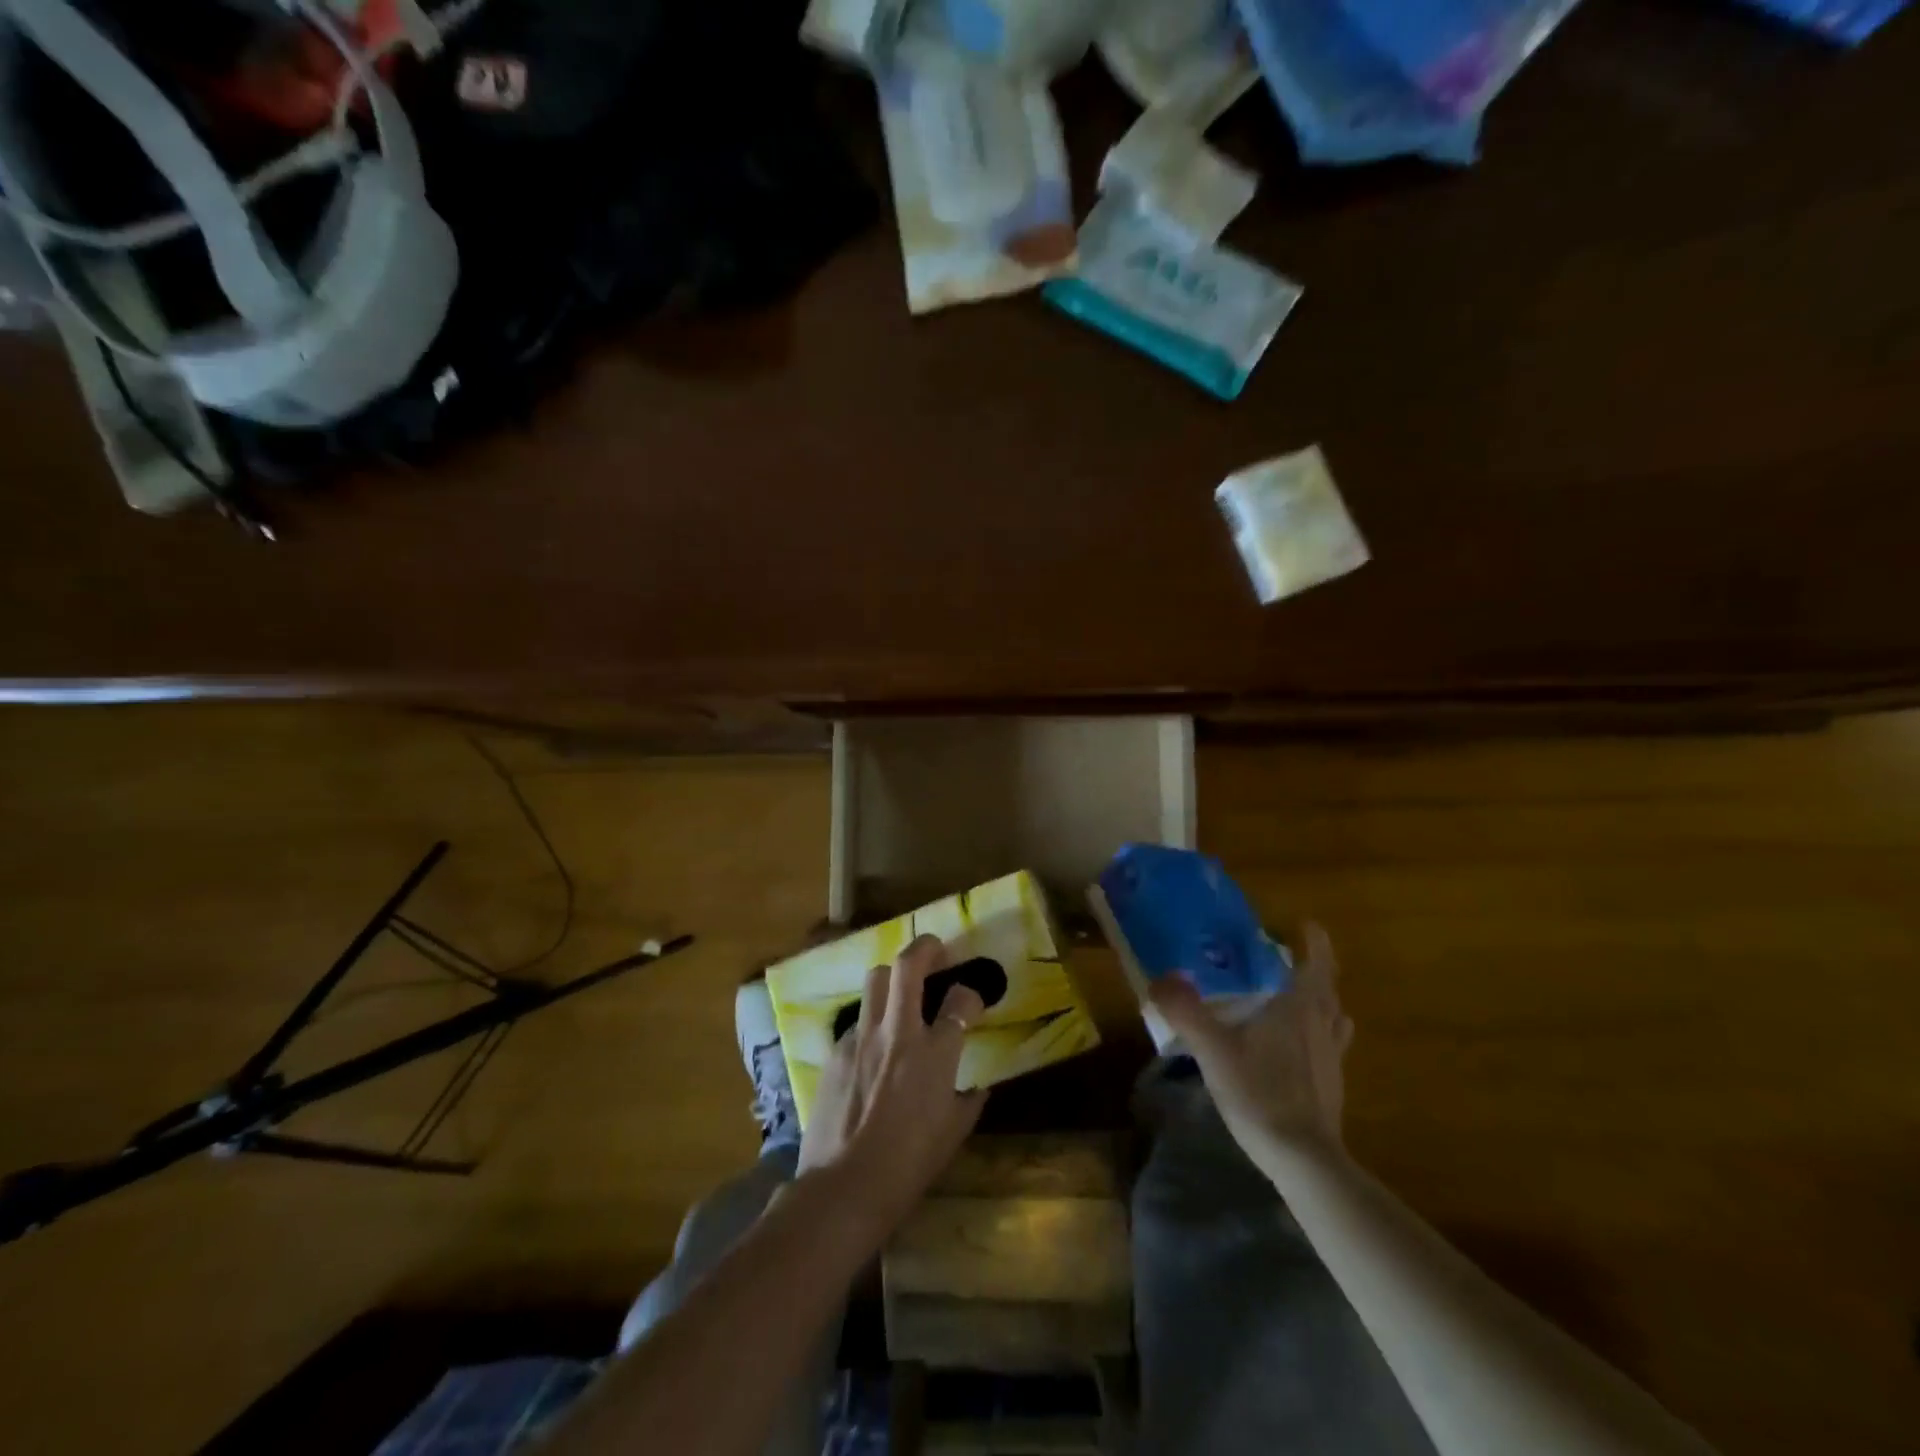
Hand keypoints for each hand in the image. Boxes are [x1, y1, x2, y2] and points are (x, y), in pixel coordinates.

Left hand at [798, 934, 987, 1230]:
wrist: (845, 1187)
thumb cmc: (908, 1165)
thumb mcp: (953, 1135)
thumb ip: (969, 1101)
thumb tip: (977, 1087)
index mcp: (935, 1053)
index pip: (960, 1000)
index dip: (971, 994)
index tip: (971, 1000)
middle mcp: (899, 1032)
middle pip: (908, 966)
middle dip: (925, 948)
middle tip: (936, 950)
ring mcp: (862, 1037)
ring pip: (875, 980)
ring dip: (893, 977)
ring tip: (901, 989)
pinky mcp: (836, 1051)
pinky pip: (857, 1021)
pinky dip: (871, 1022)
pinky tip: (873, 1046)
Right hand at [1147, 922, 1353, 1166]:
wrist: (1303, 1160)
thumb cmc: (1261, 1093)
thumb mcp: (1213, 1049)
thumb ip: (1185, 1011)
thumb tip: (1160, 978)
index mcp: (1299, 1008)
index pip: (1317, 964)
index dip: (1316, 942)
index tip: (1307, 925)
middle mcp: (1322, 1027)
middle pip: (1327, 989)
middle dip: (1314, 969)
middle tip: (1289, 958)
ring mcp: (1331, 1059)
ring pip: (1332, 1018)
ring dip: (1321, 1002)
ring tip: (1297, 998)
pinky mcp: (1331, 1087)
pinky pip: (1329, 1046)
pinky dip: (1317, 1034)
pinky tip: (1296, 1048)